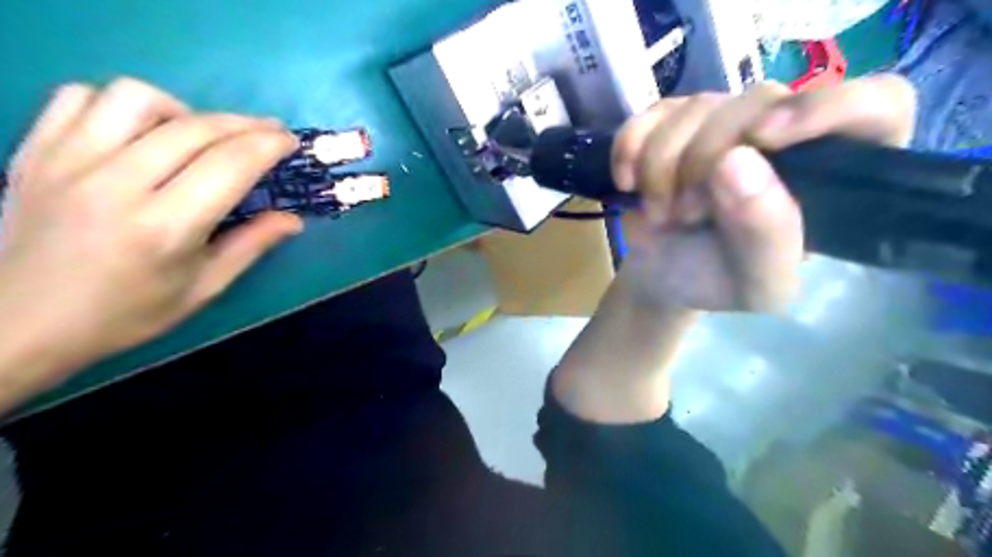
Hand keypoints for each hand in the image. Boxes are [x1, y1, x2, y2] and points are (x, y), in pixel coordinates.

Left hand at [0, 77, 302, 389]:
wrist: (22, 322)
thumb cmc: (127, 312)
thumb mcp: (204, 287)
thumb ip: (251, 246)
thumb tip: (293, 219)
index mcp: (166, 226)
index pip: (230, 164)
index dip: (268, 144)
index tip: (289, 141)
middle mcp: (117, 184)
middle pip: (195, 128)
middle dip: (245, 124)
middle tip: (268, 132)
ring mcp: (68, 161)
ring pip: (136, 98)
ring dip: (184, 110)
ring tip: (199, 133)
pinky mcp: (36, 151)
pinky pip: (81, 97)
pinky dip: (122, 105)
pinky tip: (141, 130)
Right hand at [614, 74, 913, 313]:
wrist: (661, 277)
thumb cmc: (717, 282)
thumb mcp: (757, 285)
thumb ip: (767, 234)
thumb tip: (736, 161)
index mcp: (831, 174)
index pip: (874, 105)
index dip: (825, 109)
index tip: (763, 139)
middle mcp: (784, 135)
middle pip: (758, 101)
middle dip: (704, 161)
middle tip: (686, 214)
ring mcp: (724, 121)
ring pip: (695, 107)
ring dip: (661, 167)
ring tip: (662, 213)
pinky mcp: (674, 121)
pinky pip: (648, 114)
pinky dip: (628, 150)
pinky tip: (628, 183)